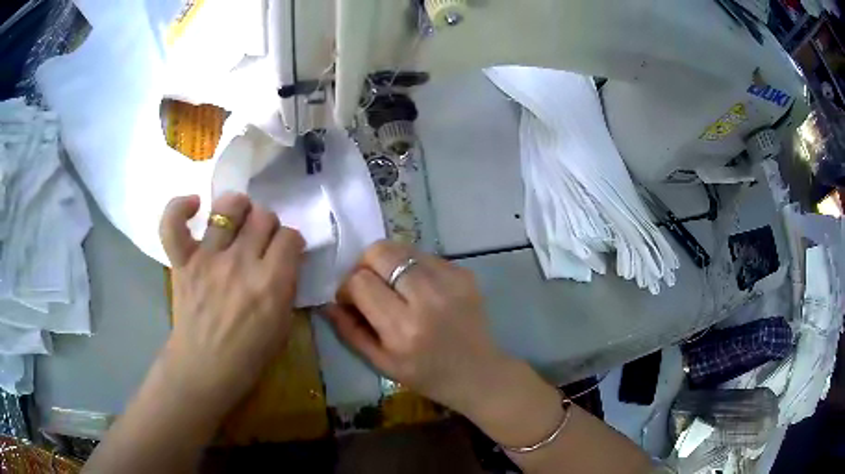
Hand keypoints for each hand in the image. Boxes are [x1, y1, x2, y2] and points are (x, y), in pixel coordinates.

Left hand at [158, 193, 304, 417]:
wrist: (204, 369)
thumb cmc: (248, 356)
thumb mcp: (283, 325)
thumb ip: (285, 287)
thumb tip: (284, 261)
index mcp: (271, 283)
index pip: (291, 237)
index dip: (291, 242)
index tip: (287, 252)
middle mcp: (241, 263)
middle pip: (263, 216)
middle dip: (268, 225)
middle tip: (261, 240)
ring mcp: (208, 258)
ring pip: (229, 207)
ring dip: (238, 208)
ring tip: (236, 219)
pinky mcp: (183, 261)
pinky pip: (175, 224)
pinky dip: (181, 208)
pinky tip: (194, 206)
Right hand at [324, 240, 507, 414]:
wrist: (479, 373)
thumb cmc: (426, 376)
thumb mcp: (381, 364)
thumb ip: (349, 330)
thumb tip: (328, 301)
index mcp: (404, 328)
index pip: (361, 282)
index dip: (347, 287)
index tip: (351, 300)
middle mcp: (428, 298)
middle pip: (381, 252)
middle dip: (365, 265)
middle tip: (370, 286)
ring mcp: (451, 281)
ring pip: (402, 248)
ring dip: (389, 263)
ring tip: (394, 287)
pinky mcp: (464, 273)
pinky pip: (424, 255)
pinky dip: (412, 267)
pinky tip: (419, 290)